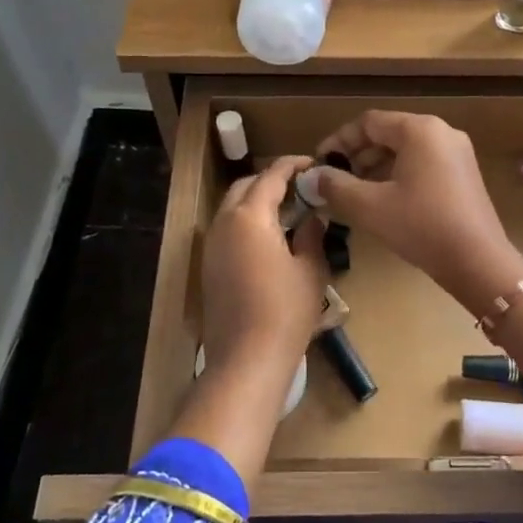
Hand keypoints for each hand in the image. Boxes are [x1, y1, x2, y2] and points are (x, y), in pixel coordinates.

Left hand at [201, 156, 330, 375]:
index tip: (312, 164)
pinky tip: (270, 238)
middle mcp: (224, 224)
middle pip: (245, 187)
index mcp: (249, 217)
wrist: (247, 358)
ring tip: (288, 210)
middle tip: (300, 187)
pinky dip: (247, 222)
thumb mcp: (310, 269)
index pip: (270, 177)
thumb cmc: (286, 311)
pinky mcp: (209, 267)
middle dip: (271, 180)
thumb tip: (313, 217)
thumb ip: (312, 235)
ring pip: (232, 208)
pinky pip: (227, 229)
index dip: (292, 166)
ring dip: (256, 201)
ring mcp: (212, 246)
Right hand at [311, 112, 522, 319]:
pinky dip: (398, 175)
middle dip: (357, 155)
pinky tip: (384, 201)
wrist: (478, 261)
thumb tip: (310, 177)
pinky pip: (423, 164)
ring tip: (354, 193)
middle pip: (388, 133)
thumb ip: (336, 186)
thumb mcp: (370, 206)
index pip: (368, 122)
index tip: (319, 164)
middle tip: (334, 180)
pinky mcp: (464, 175)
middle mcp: (441, 132)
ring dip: (376, 167)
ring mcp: (457, 153)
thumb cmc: (421, 226)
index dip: (339, 141)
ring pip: (406, 150)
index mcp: (419, 130)